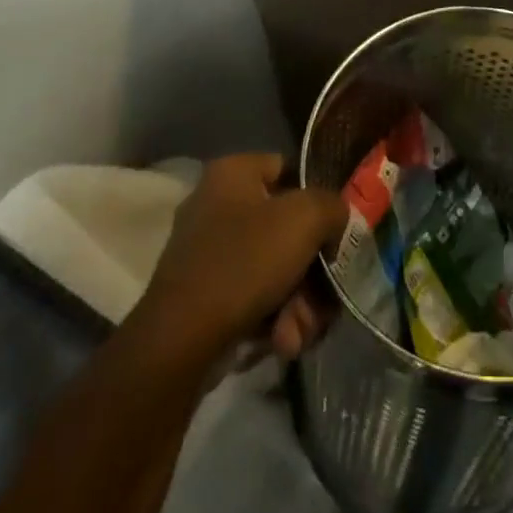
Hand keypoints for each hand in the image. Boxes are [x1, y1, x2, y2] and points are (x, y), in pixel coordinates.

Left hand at [128, 154, 347, 370]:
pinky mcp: (200, 297)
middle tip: (322, 299)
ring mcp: (205, 254)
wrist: (179, 343)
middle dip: (309, 272)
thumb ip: (333, 207)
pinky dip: (271, 320)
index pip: (288, 169)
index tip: (332, 232)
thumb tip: (333, 222)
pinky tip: (280, 342)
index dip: (316, 198)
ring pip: (272, 269)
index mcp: (232, 172)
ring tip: (298, 331)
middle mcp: (214, 205)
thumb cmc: (245, 262)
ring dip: (296, 303)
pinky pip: (250, 298)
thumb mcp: (306, 218)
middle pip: (284, 229)